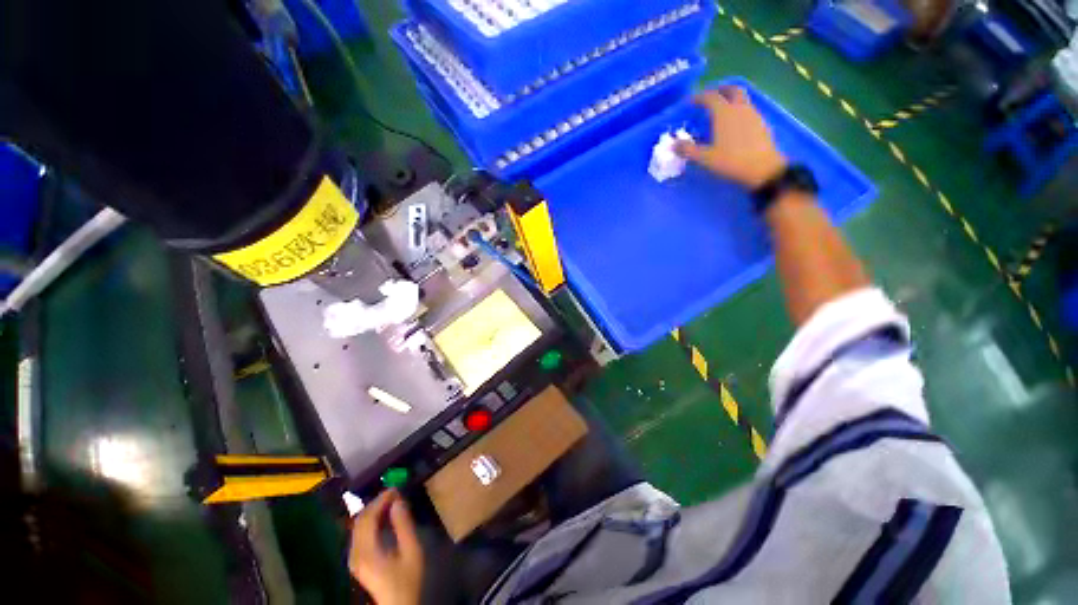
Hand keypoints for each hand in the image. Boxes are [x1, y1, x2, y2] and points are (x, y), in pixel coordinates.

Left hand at [349, 490, 423, 604]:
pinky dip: (371, 521)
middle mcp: (355, 554)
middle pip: (360, 521)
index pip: (367, 518)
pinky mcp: (357, 562)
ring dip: (373, 511)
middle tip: (395, 493)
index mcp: (366, 551)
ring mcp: (354, 559)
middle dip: (376, 503)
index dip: (380, 500)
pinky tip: (384, 518)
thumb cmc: (407, 579)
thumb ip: (403, 525)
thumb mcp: (411, 551)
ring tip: (391, 502)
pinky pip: (360, 534)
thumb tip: (398, 501)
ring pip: (358, 527)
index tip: (396, 488)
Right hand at [676, 87, 787, 188]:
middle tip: (711, 95)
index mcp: (724, 113)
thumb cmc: (731, 161)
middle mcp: (740, 108)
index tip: (691, 101)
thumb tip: (674, 146)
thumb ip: (688, 150)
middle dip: (720, 89)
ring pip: (742, 98)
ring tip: (722, 109)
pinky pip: (748, 109)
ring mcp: (753, 114)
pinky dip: (739, 110)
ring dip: (731, 98)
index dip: (699, 97)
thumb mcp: (705, 158)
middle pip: (732, 89)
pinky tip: (735, 123)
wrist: (763, 169)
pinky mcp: (761, 123)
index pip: (710, 97)